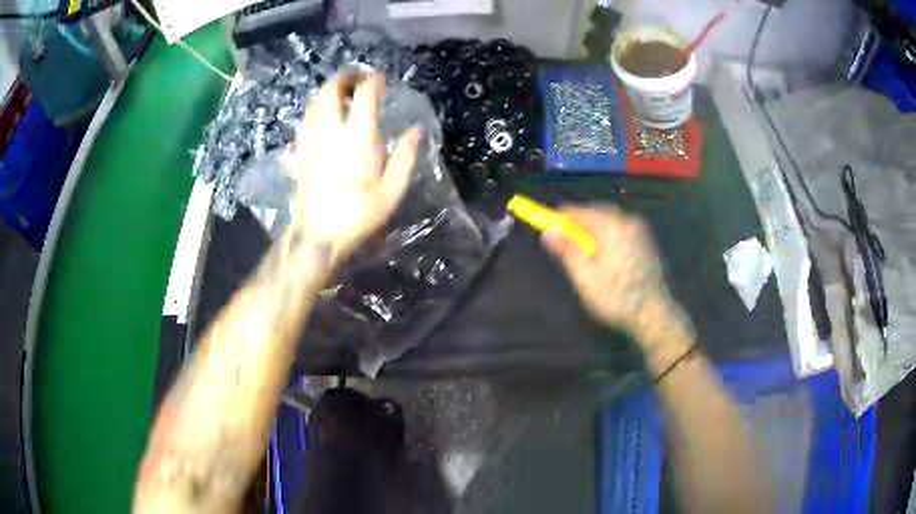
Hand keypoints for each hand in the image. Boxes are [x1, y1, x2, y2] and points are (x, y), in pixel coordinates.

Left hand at [290, 71, 420, 261]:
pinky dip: (316, 109)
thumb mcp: (392, 191)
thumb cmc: (358, 215)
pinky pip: (306, 119)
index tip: (381, 78)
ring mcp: (311, 139)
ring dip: (329, 91)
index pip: (364, 94)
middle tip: (359, 78)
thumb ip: (406, 157)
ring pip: (314, 101)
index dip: (373, 80)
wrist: (317, 235)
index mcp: (357, 136)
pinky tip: (324, 117)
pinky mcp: (300, 150)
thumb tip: (416, 131)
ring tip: (343, 95)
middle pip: (331, 89)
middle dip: (345, 77)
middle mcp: (330, 130)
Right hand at [541, 204, 680, 342]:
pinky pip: (621, 229)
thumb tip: (548, 232)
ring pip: (610, 221)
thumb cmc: (617, 297)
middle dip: (578, 222)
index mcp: (612, 226)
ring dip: (593, 228)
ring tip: (580, 246)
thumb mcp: (585, 277)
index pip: (580, 211)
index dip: (561, 217)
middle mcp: (628, 221)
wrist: (655, 315)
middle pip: (597, 212)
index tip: (546, 224)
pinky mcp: (646, 243)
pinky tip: (602, 253)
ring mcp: (641, 231)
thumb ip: (567, 251)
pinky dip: (607, 234)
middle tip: (562, 236)